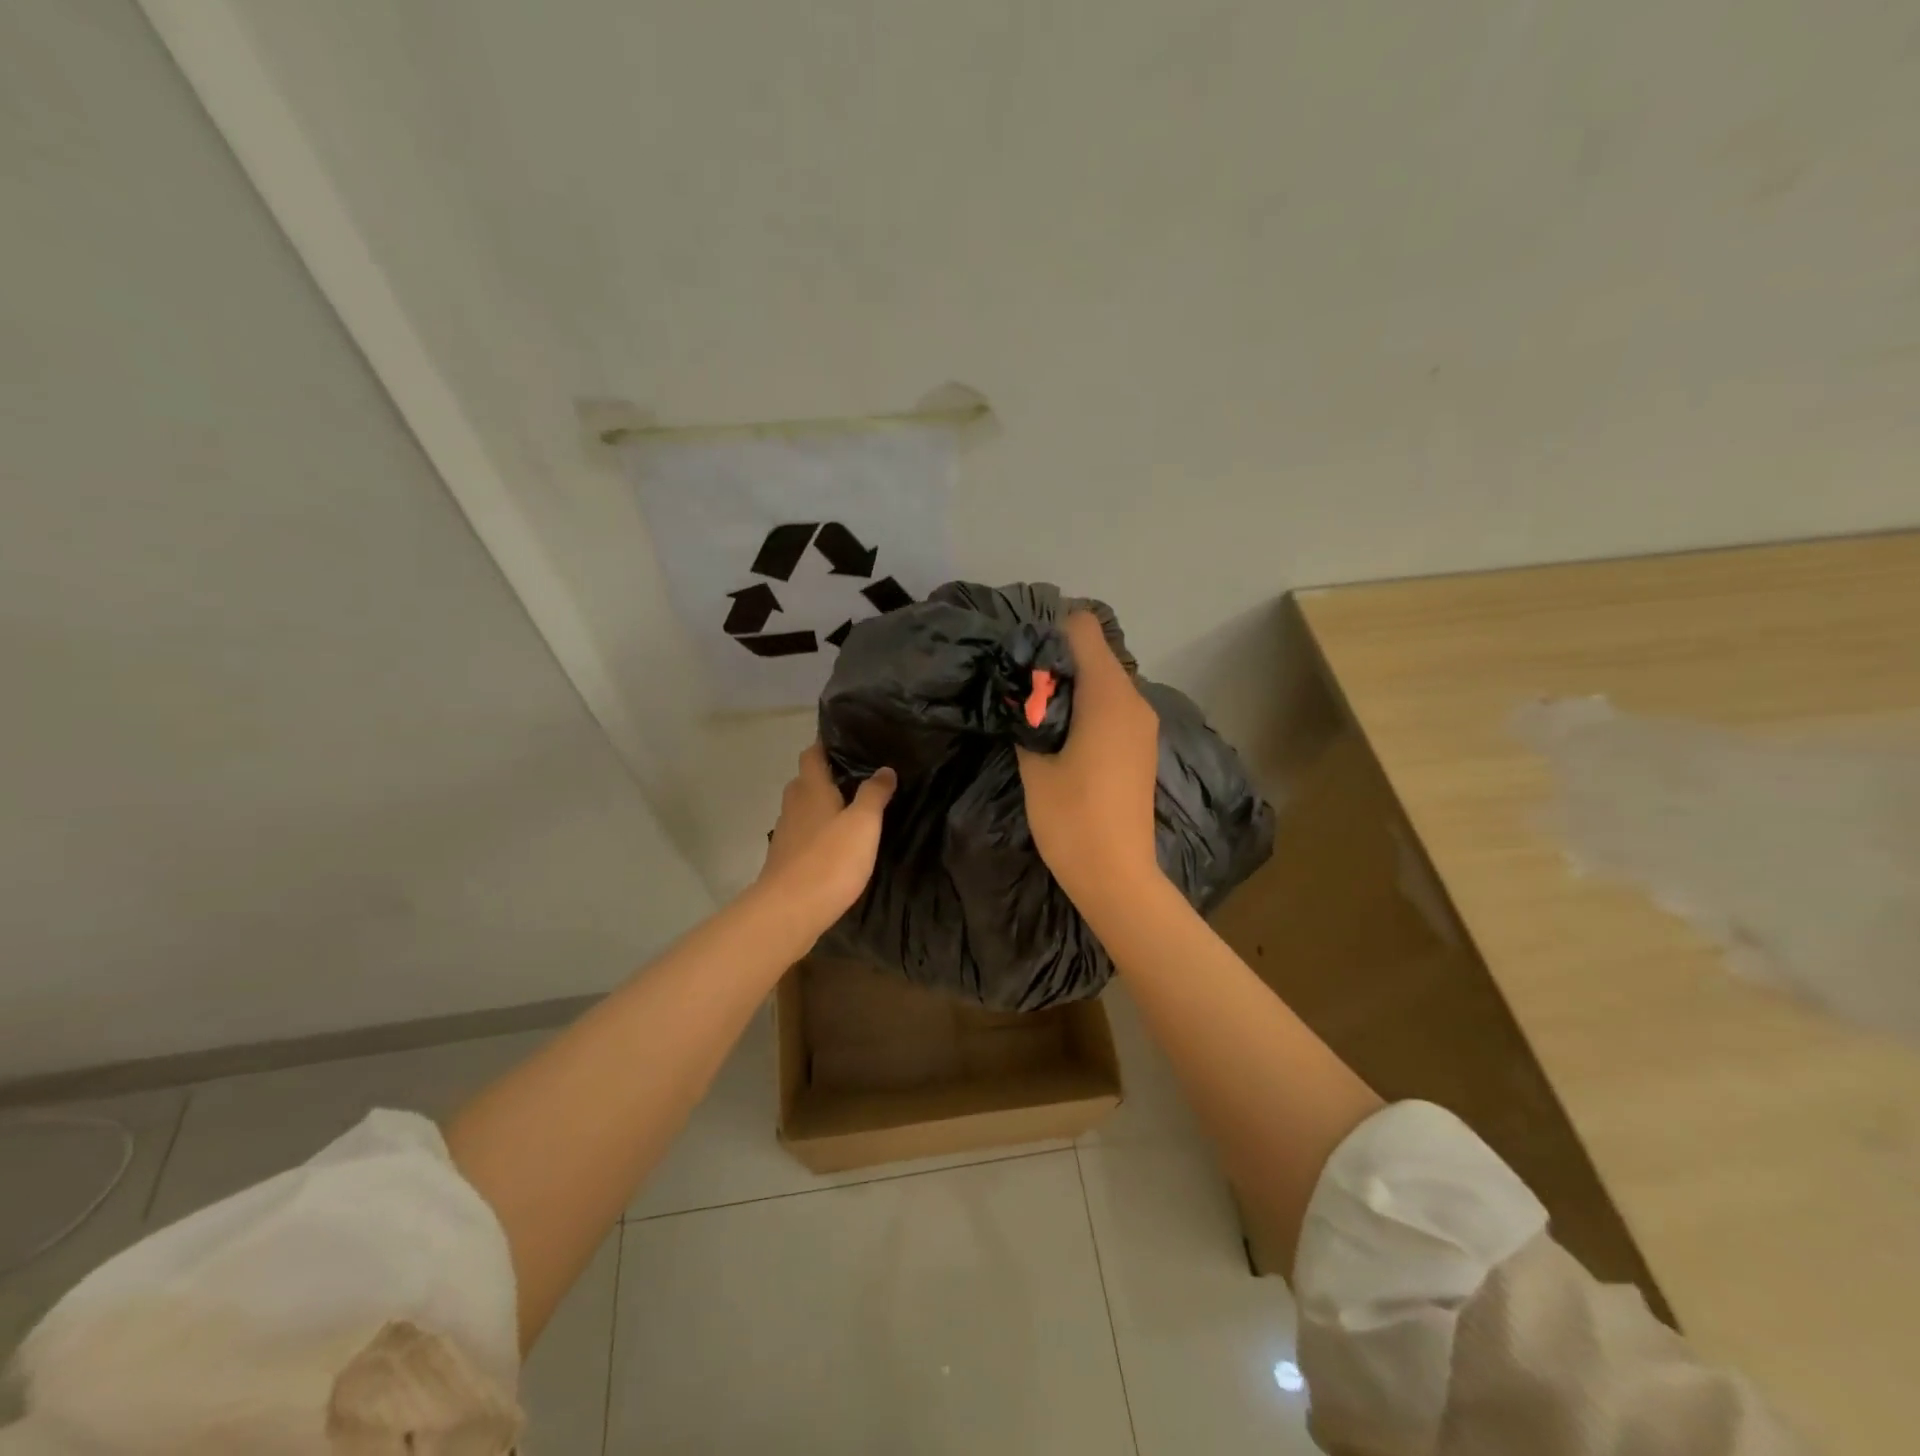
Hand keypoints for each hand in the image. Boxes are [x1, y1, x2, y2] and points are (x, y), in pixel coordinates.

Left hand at [757, 741, 896, 933]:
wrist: (789, 911)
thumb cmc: (830, 860)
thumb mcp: (863, 824)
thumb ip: (874, 794)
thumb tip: (885, 769)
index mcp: (810, 788)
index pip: (812, 753)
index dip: (826, 743)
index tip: (846, 739)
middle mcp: (793, 804)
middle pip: (806, 780)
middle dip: (827, 775)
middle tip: (857, 775)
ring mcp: (786, 833)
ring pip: (804, 808)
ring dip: (822, 805)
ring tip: (851, 808)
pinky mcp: (785, 859)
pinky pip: (803, 834)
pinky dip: (818, 831)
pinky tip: (836, 843)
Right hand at [1016, 613, 1163, 908]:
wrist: (1117, 876)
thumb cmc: (1071, 819)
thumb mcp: (1035, 765)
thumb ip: (1028, 719)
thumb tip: (1023, 695)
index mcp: (1108, 696)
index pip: (1084, 629)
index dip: (1050, 634)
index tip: (1023, 661)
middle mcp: (1134, 700)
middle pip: (1095, 654)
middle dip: (1058, 663)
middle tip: (1023, 693)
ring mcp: (1143, 725)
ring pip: (1105, 682)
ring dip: (1072, 689)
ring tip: (1038, 718)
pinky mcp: (1142, 746)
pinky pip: (1114, 707)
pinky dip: (1088, 709)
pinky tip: (1064, 739)